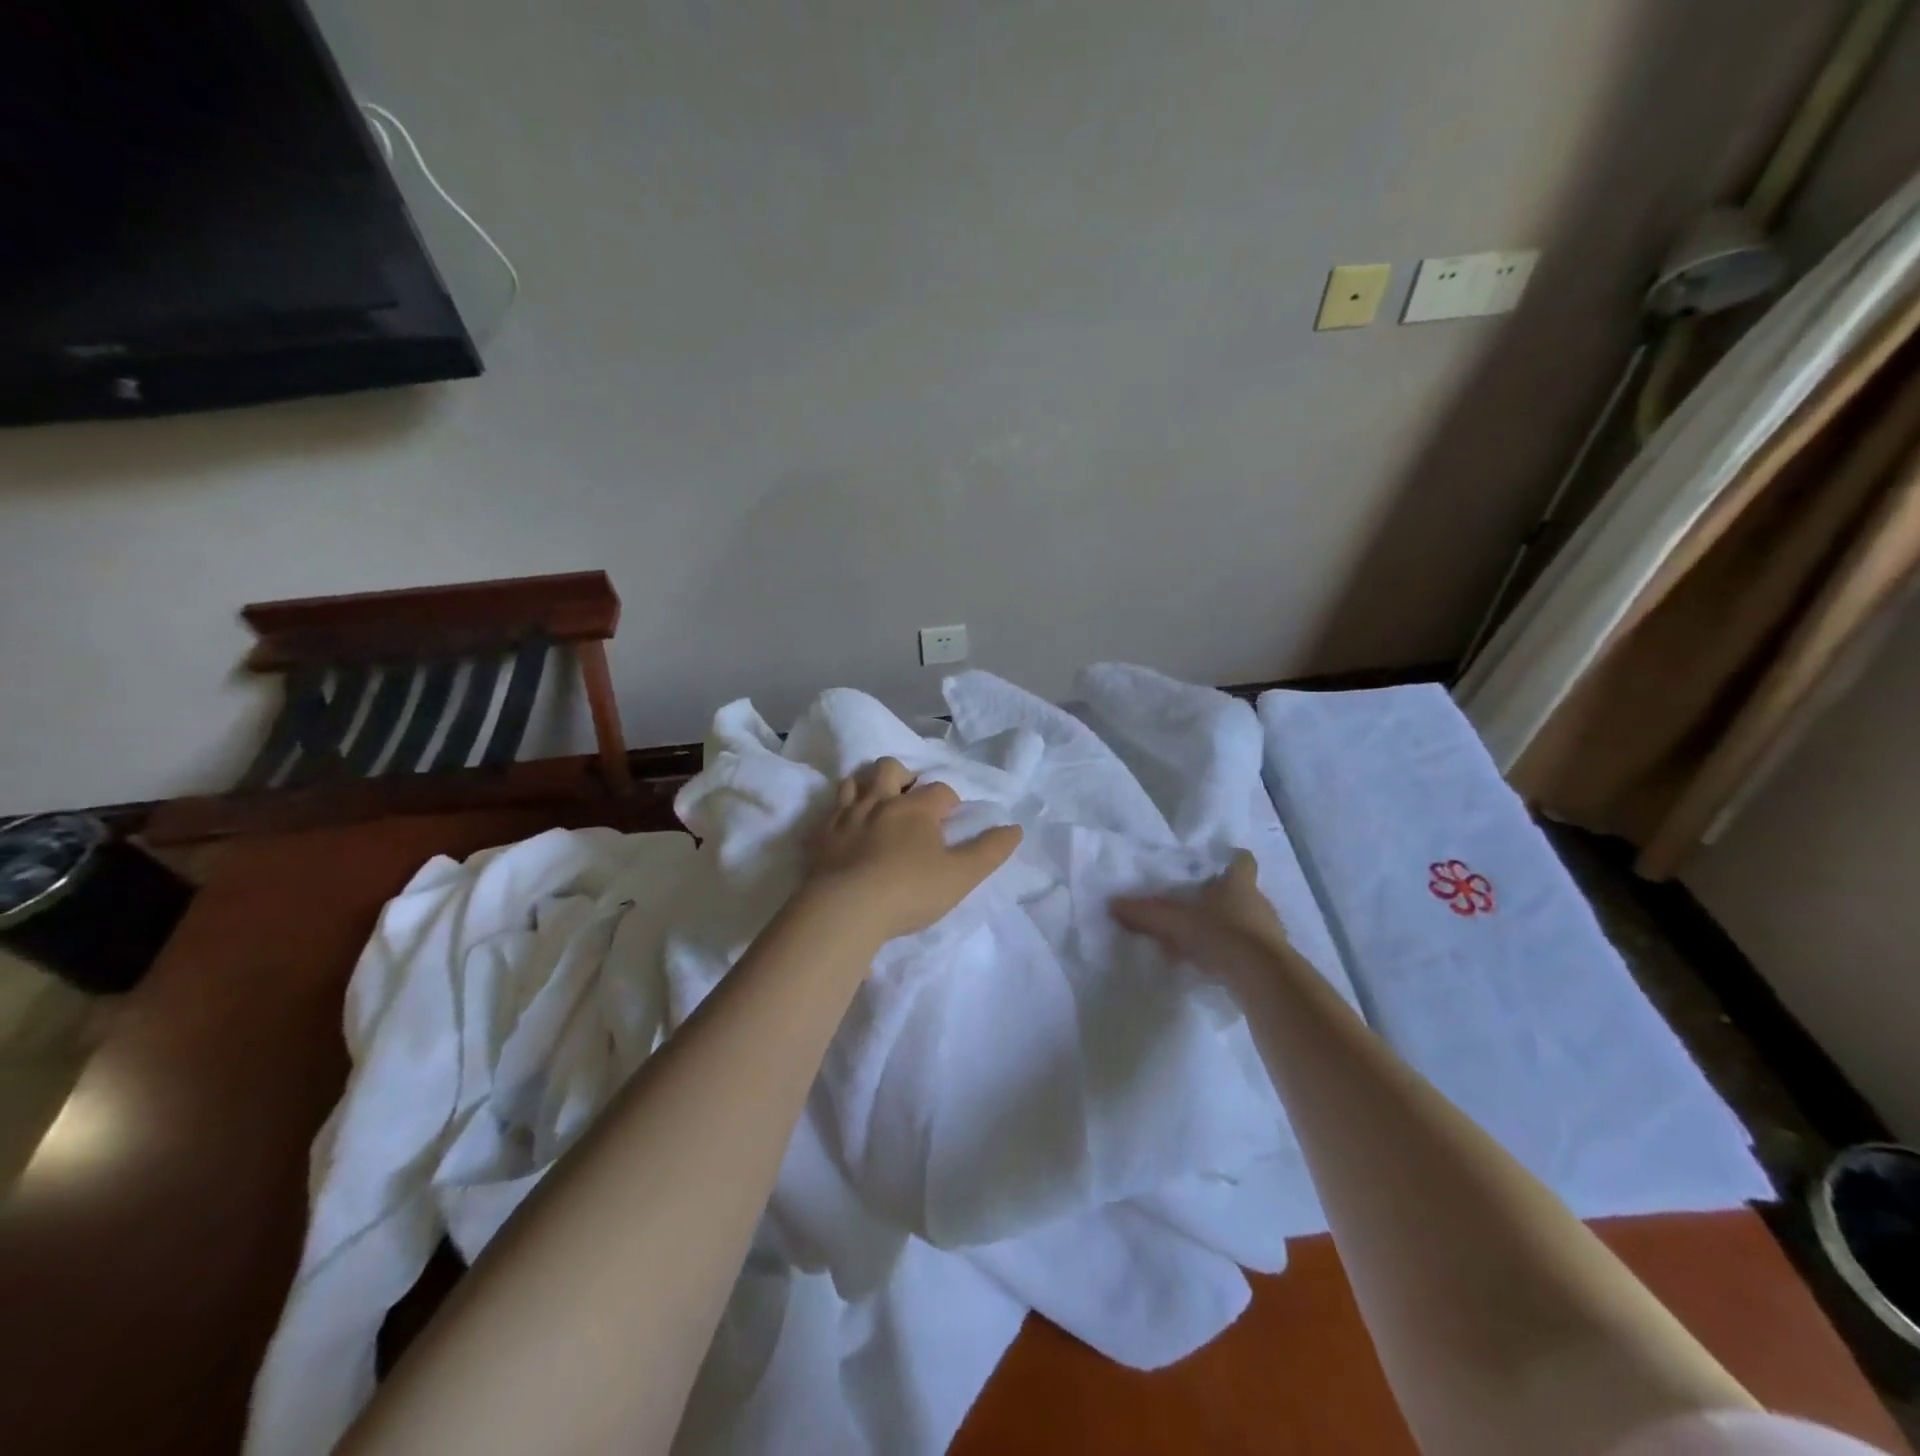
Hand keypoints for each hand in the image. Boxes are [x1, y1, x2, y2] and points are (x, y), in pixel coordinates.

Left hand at [806, 757, 1023, 944]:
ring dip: (867, 787)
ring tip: (876, 807)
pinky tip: (844, 828)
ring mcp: (846, 816)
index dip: (949, 801)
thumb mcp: (961, 876)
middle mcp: (880, 801)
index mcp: (917, 808)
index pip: (940, 790)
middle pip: (891, 768)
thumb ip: (990, 851)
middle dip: (904, 777)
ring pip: (855, 782)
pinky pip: (827, 811)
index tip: (950, 820)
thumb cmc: (910, 891)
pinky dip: (838, 813)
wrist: (844, 910)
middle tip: (910, 800)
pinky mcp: (820, 835)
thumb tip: (1016, 828)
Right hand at [1112, 851, 1293, 984]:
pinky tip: (1213, 966)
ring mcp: (1270, 931)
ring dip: (1227, 929)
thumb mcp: (1176, 922)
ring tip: (1200, 940)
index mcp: (1239, 883)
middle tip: (1195, 906)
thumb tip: (1113, 903)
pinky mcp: (1273, 960)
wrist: (1263, 978)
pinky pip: (1249, 949)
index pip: (1242, 861)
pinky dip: (1232, 954)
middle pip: (1242, 892)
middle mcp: (1259, 902)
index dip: (1230, 859)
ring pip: (1246, 922)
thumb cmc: (1221, 935)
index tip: (1216, 864)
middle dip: (1220, 899)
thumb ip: (1146, 913)